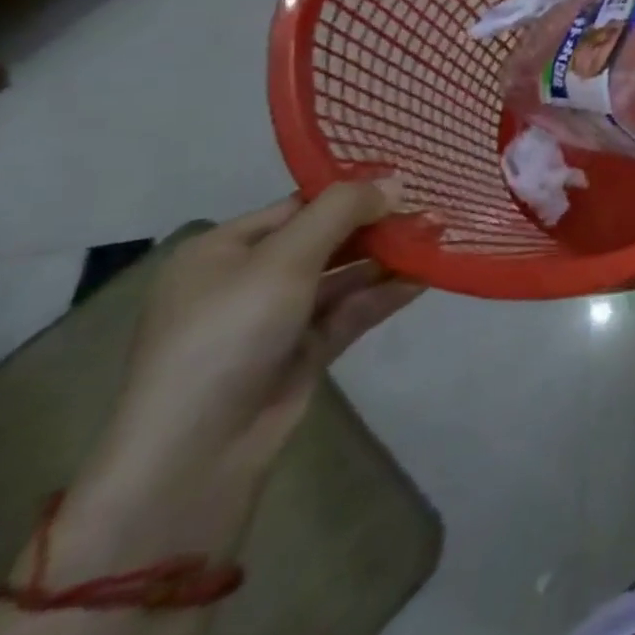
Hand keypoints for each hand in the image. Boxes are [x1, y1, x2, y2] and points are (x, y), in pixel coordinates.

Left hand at [55, 182, 424, 570]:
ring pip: (342, 276)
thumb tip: (396, 181)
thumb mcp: (284, 259)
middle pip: (325, 239)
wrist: (197, 452)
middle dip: (377, 226)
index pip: (298, 206)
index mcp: (221, 250)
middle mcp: (246, 279)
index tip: (407, 182)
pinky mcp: (302, 352)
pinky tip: (424, 278)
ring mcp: (275, 319)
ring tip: (438, 239)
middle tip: (432, 211)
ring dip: (387, 259)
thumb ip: (341, 212)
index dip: (351, 193)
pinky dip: (383, 295)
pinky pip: (349, 311)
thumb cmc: (228, 335)